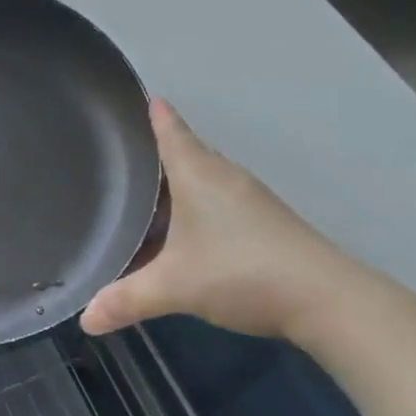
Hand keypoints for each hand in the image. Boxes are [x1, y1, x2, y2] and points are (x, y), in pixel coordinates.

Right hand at [81, 99, 374, 340]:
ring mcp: (252, 201)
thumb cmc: (241, 272)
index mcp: (198, 175)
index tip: (146, 97)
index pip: (172, 134)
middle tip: (128, 151)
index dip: (157, 116)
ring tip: (150, 191)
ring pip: (206, 179)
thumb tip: (85, 318)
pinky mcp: (269, 224)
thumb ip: (127, 299)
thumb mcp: (174, 287)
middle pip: (189, 153)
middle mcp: (225, 178)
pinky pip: (222, 200)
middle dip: (162, 151)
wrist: (329, 300)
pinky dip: (199, 205)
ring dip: (181, 182)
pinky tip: (188, 229)